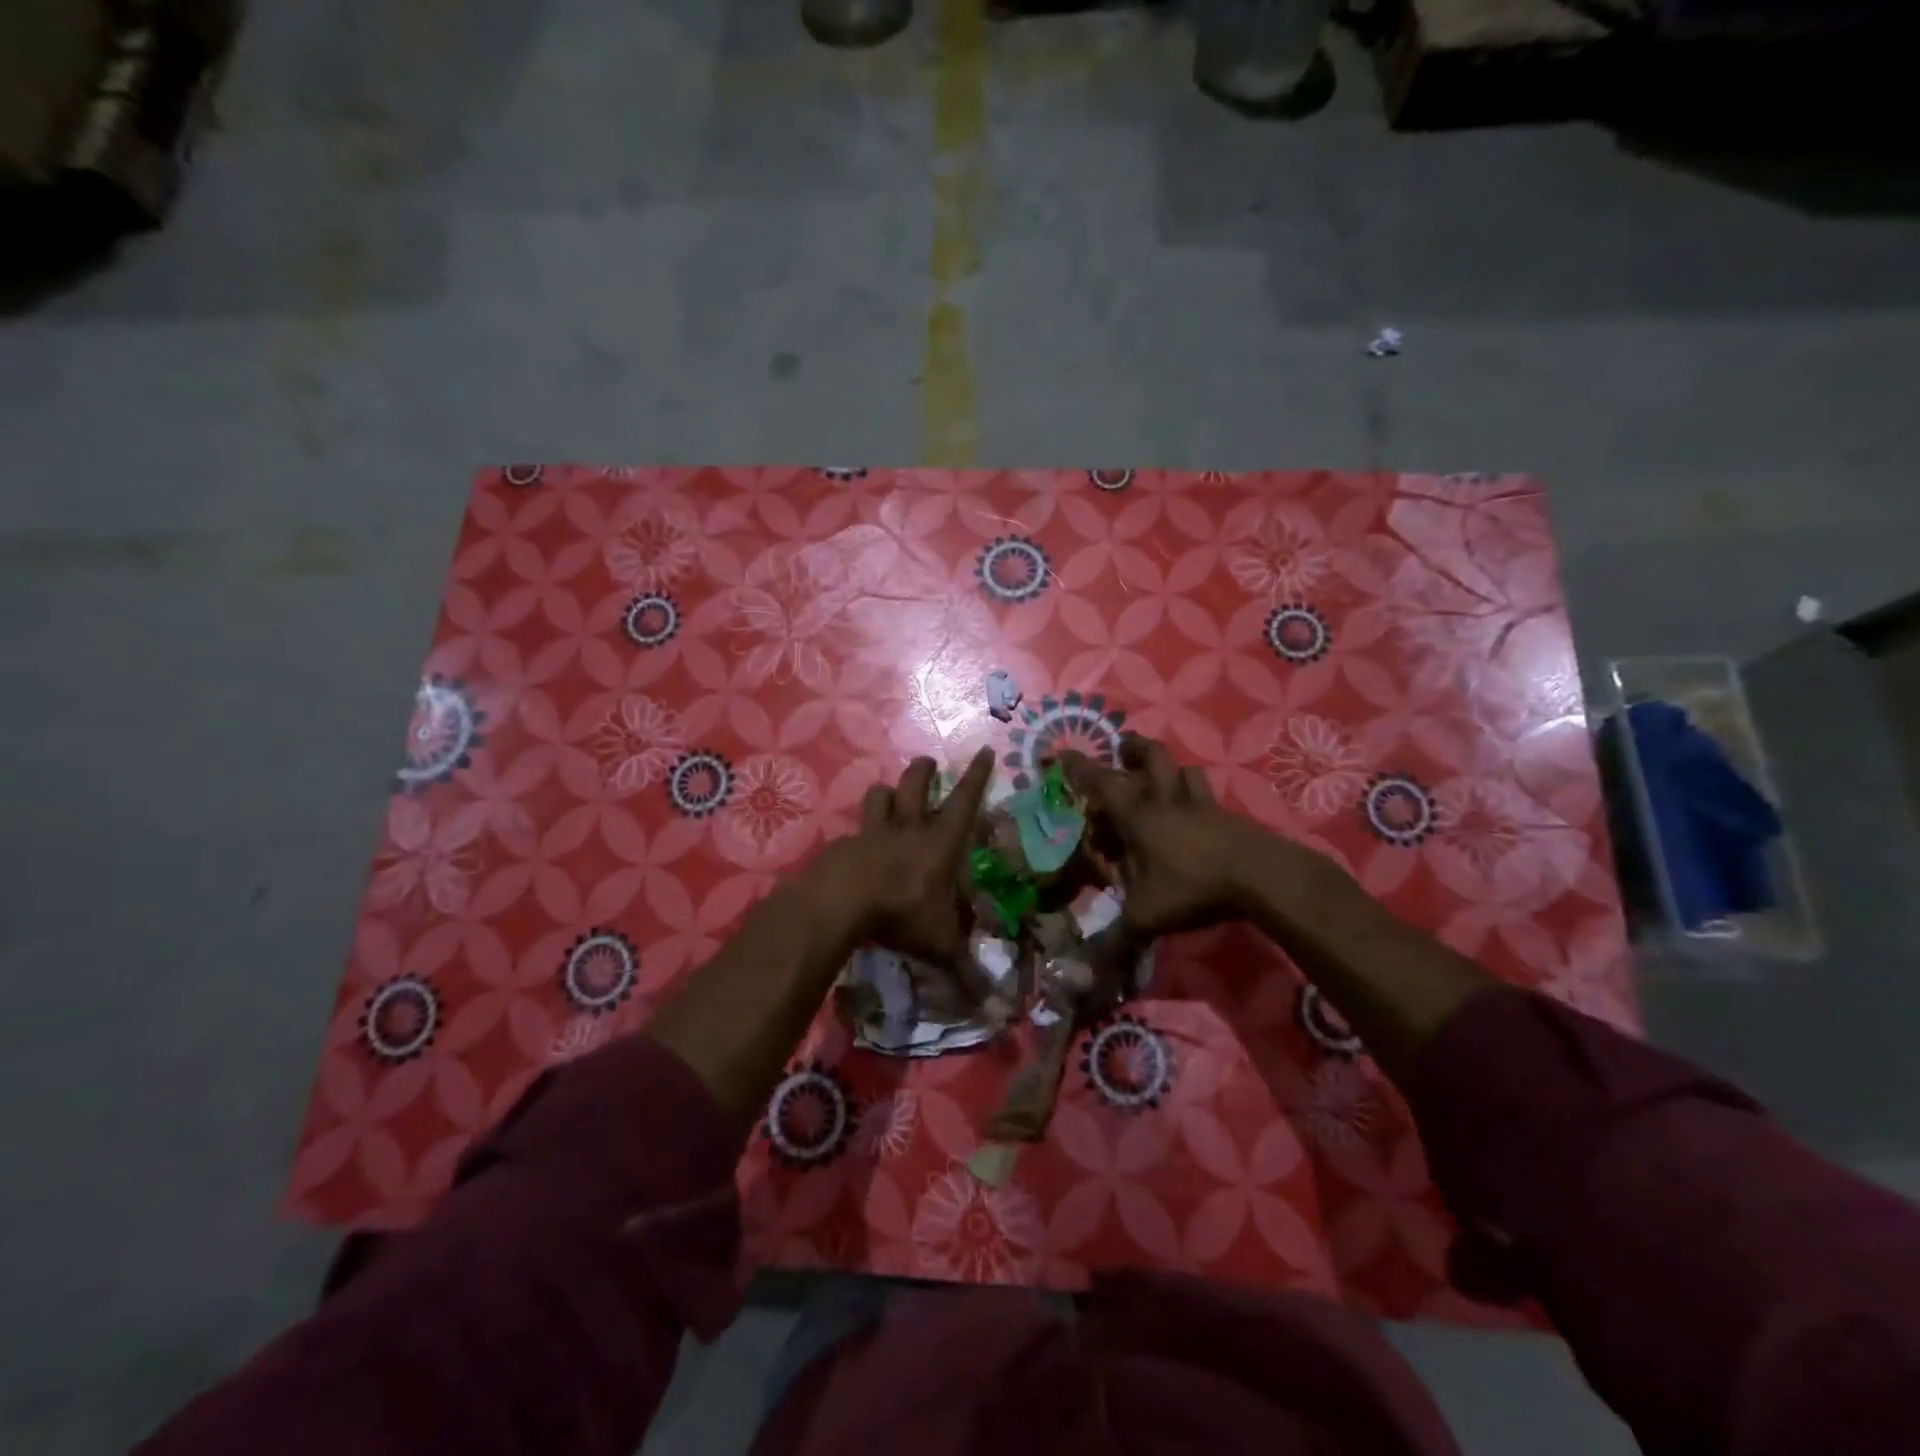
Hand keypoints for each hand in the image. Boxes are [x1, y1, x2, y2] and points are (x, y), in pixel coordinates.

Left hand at [813, 747, 995, 967]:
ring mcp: (872, 832)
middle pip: (916, 783)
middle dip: (924, 770)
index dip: (978, 776)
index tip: (986, 750)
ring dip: (885, 792)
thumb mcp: (940, 945)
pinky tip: (855, 849)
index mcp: (939, 842)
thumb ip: (965, 970)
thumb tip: (993, 1006)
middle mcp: (908, 828)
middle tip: (928, 764)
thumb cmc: (902, 913)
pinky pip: (853, 830)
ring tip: (888, 795)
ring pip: (879, 796)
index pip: (965, 800)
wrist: (841, 904)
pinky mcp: (843, 844)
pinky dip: (858, 834)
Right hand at [1059, 734, 1272, 938]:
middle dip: (1133, 748)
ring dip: (1170, 768)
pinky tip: (1197, 814)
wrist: (1259, 876)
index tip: (1063, 753)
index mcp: (1138, 816)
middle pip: (1151, 757)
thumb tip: (1087, 970)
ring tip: (1163, 777)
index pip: (1101, 783)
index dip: (1080, 767)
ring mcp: (1202, 805)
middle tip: (1122, 748)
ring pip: (1185, 770)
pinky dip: (1197, 796)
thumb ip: (1116, 938)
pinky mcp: (1228, 816)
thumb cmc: (1191, 886)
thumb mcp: (1146, 916)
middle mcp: (1167, 801)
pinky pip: (1208, 796)